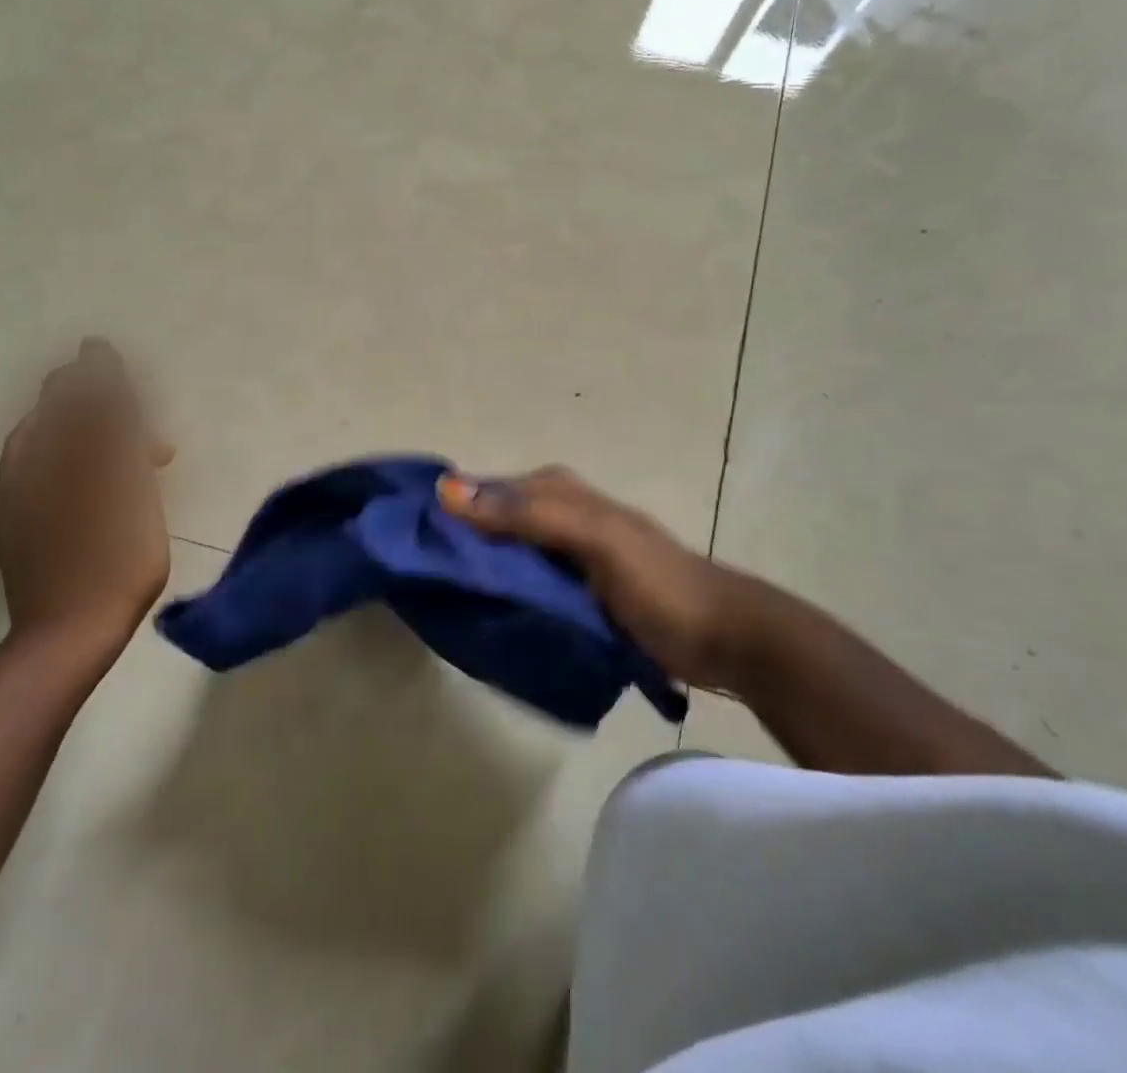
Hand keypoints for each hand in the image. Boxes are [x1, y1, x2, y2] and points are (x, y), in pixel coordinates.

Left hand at [0, 339, 175, 658]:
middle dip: (73, 391)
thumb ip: (123, 443)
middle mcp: (42, 468)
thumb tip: (112, 399)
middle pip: (55, 415)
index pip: (89, 402)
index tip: (100, 351)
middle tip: (92, 376)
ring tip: (58, 406)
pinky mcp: (0, 531)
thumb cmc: (122, 560)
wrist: (73, 628)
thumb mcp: (136, 493)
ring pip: (23, 441)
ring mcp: (15, 500)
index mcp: (82, 458)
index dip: (97, 375)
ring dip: (42, 418)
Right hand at [437, 466, 777, 691]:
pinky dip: (502, 593)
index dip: (447, 508)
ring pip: (504, 554)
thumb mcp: (596, 539)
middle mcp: (556, 514)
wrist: (722, 637)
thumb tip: (447, 490)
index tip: (404, 539)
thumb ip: (529, 514)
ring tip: (437, 599)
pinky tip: (481, 614)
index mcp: (558, 491)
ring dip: (477, 571)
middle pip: (490, 522)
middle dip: (456, 542)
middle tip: (416, 578)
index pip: (484, 490)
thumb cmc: (659, 582)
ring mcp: (564, 554)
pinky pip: (523, 583)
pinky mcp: (573, 590)